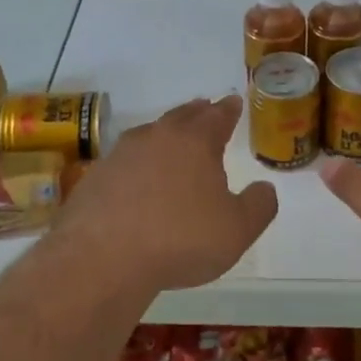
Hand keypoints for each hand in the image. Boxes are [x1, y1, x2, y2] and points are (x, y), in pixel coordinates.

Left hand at [52, 95, 276, 293]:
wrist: (102, 258)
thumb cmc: (180, 239)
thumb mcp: (237, 230)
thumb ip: (258, 206)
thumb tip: (264, 188)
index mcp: (195, 142)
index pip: (217, 117)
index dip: (228, 110)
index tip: (233, 102)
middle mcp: (157, 138)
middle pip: (181, 117)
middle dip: (196, 113)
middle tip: (205, 108)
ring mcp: (121, 155)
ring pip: (149, 134)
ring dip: (164, 134)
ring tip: (172, 139)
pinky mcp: (95, 178)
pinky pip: (124, 162)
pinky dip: (136, 164)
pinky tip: (136, 179)